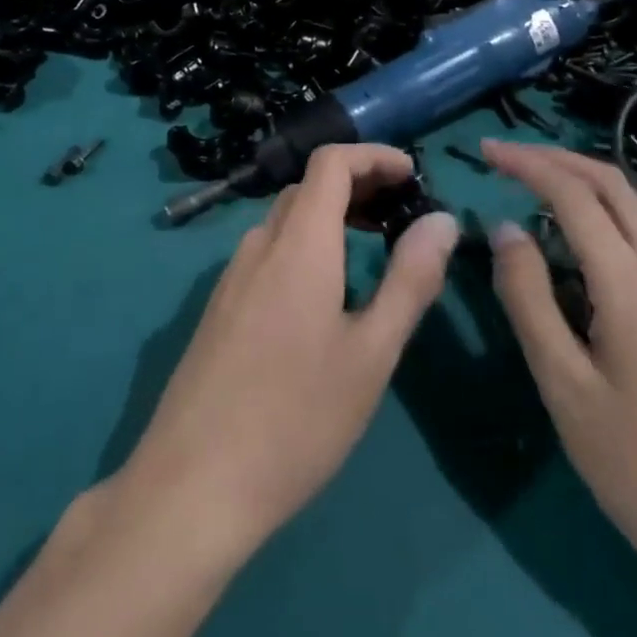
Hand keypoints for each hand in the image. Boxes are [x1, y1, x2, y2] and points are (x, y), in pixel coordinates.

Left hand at [113, 144, 460, 561]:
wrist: (194, 481)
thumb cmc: (297, 417)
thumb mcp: (371, 353)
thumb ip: (409, 280)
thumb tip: (442, 221)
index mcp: (298, 242)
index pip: (330, 162)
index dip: (373, 155)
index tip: (413, 175)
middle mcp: (260, 242)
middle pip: (309, 186)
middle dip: (358, 184)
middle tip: (402, 210)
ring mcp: (233, 273)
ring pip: (287, 218)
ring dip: (331, 214)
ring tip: (372, 244)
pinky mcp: (221, 303)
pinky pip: (269, 249)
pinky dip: (306, 242)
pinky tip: (325, 289)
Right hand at [482, 142, 636, 636]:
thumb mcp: (564, 386)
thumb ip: (529, 299)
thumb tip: (504, 228)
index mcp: (629, 284)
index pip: (572, 194)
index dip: (526, 163)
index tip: (485, 151)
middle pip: (613, 183)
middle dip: (557, 158)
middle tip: (508, 157)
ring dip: (587, 178)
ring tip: (541, 182)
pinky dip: (610, 206)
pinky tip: (588, 234)